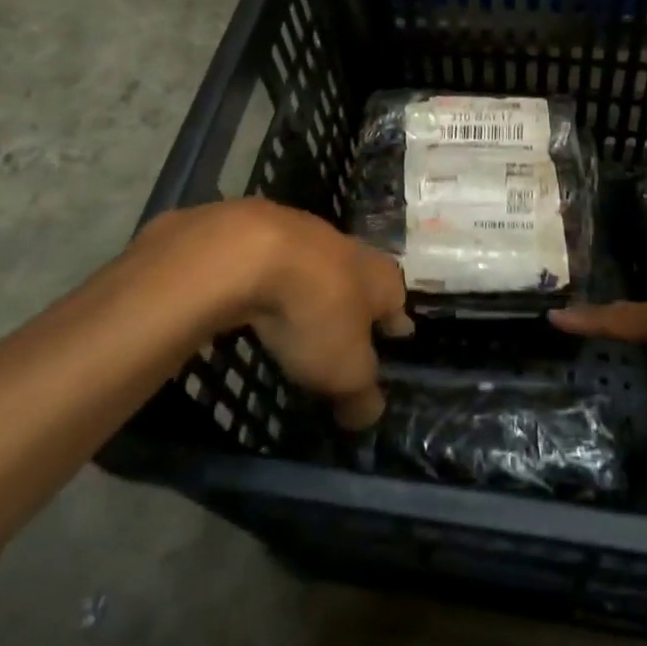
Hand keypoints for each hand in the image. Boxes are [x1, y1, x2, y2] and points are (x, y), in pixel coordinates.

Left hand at [133, 200, 408, 429]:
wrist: (249, 253)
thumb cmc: (316, 313)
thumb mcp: (344, 371)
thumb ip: (360, 395)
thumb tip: (369, 415)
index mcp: (382, 279)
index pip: (397, 304)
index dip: (394, 325)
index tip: (396, 336)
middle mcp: (351, 249)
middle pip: (360, 277)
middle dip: (356, 300)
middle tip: (350, 325)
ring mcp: (304, 233)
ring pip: (317, 265)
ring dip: (313, 285)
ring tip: (302, 312)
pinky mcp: (259, 230)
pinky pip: (274, 262)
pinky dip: (272, 279)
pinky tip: (259, 296)